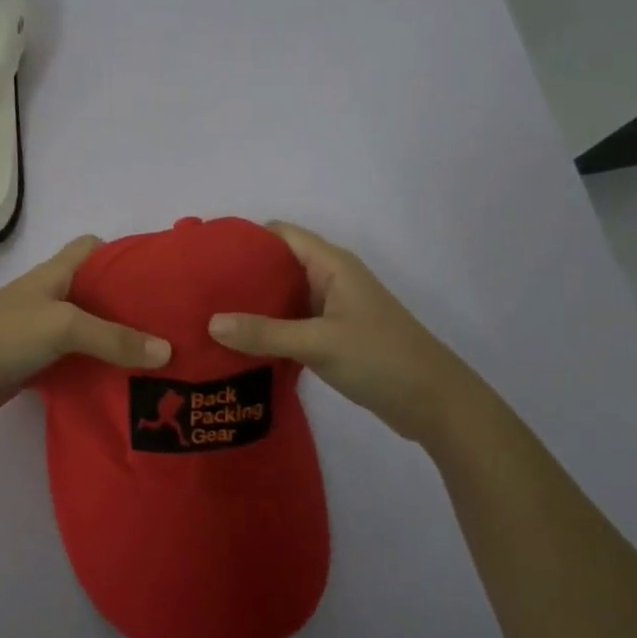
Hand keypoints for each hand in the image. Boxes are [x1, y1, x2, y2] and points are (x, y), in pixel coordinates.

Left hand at [0, 236, 170, 430]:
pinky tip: (122, 384)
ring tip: (158, 356)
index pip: (92, 248)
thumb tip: (167, 351)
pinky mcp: (35, 364)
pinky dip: (96, 369)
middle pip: (96, 292)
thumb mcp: (63, 326)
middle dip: (130, 304)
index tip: (158, 275)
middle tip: (170, 323)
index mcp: (54, 274)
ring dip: (116, 341)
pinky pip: (75, 361)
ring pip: (88, 329)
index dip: (123, 254)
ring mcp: (40, 332)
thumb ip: (114, 338)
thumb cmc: (3, 335)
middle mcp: (50, 298)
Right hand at [207, 221, 495, 447]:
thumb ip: (264, 333)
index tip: (207, 254)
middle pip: (279, 264)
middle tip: (200, 289)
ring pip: (285, 296)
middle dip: (242, 274)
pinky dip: (269, 328)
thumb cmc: (381, 358)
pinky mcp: (335, 335)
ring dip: (254, 305)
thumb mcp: (318, 343)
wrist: (435, 403)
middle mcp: (331, 278)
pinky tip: (241, 343)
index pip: (281, 234)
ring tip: (211, 315)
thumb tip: (210, 323)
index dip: (245, 238)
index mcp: (332, 265)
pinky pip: (293, 322)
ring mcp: (334, 308)